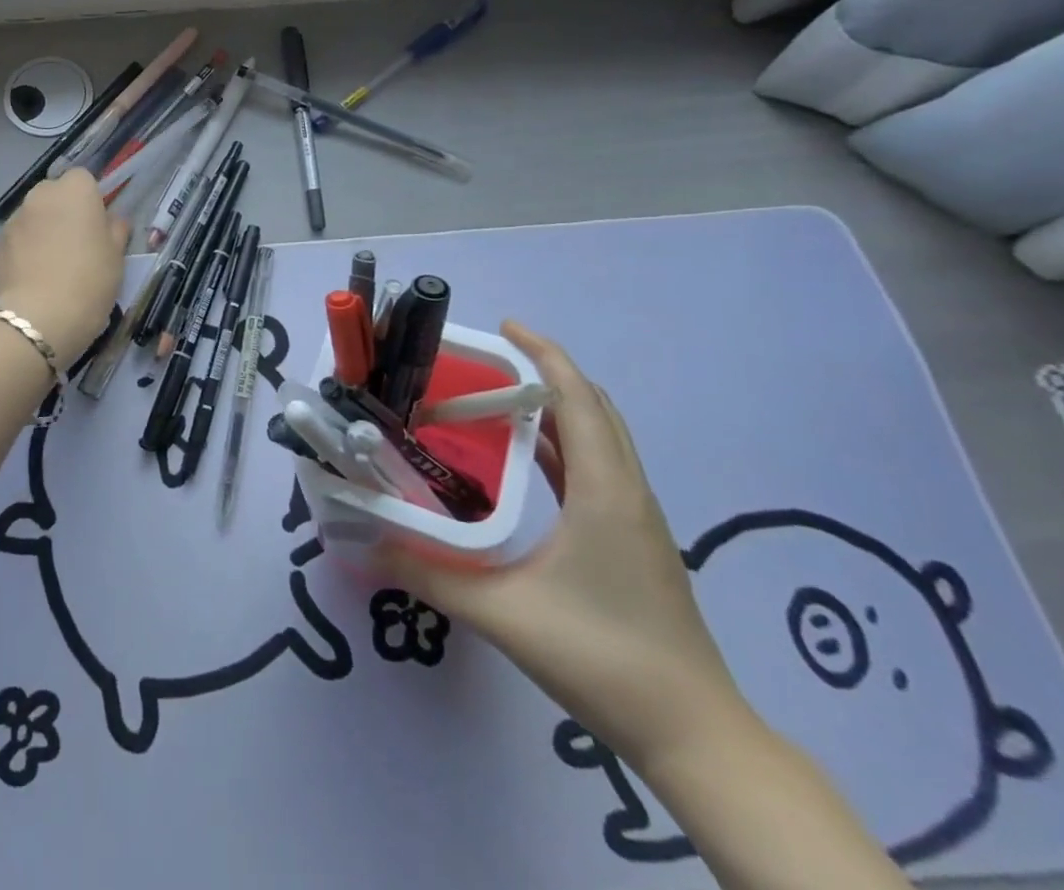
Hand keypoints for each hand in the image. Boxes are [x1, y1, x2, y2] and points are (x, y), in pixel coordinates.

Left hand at [0, 169, 128, 363]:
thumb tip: (112, 220)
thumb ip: (115, 230)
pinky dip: (26, 248)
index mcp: (75, 190)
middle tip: (77, 244)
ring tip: (54, 264)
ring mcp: (15, 218)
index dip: (91, 199)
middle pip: (55, 194)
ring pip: (35, 215)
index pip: (83, 179)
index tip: (97, 225)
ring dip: (43, 229)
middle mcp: (41, 195)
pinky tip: (35, 276)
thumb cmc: (89, 280)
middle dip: (64, 211)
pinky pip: (19, 237)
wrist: (39, 317)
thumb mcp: (116, 257)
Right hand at [380, 321, 750, 774]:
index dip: (543, 354)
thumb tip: (368, 543)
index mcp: (604, 490)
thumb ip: (430, 574)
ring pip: (599, 437)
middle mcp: (627, 491)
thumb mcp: (503, 613)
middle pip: (592, 407)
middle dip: (546, 372)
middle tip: (488, 361)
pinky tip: (523, 459)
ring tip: (496, 398)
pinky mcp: (635, 540)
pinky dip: (562, 444)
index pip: (577, 398)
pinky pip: (597, 467)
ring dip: (555, 407)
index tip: (503, 327)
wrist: (696, 737)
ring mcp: (637, 517)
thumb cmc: (602, 657)